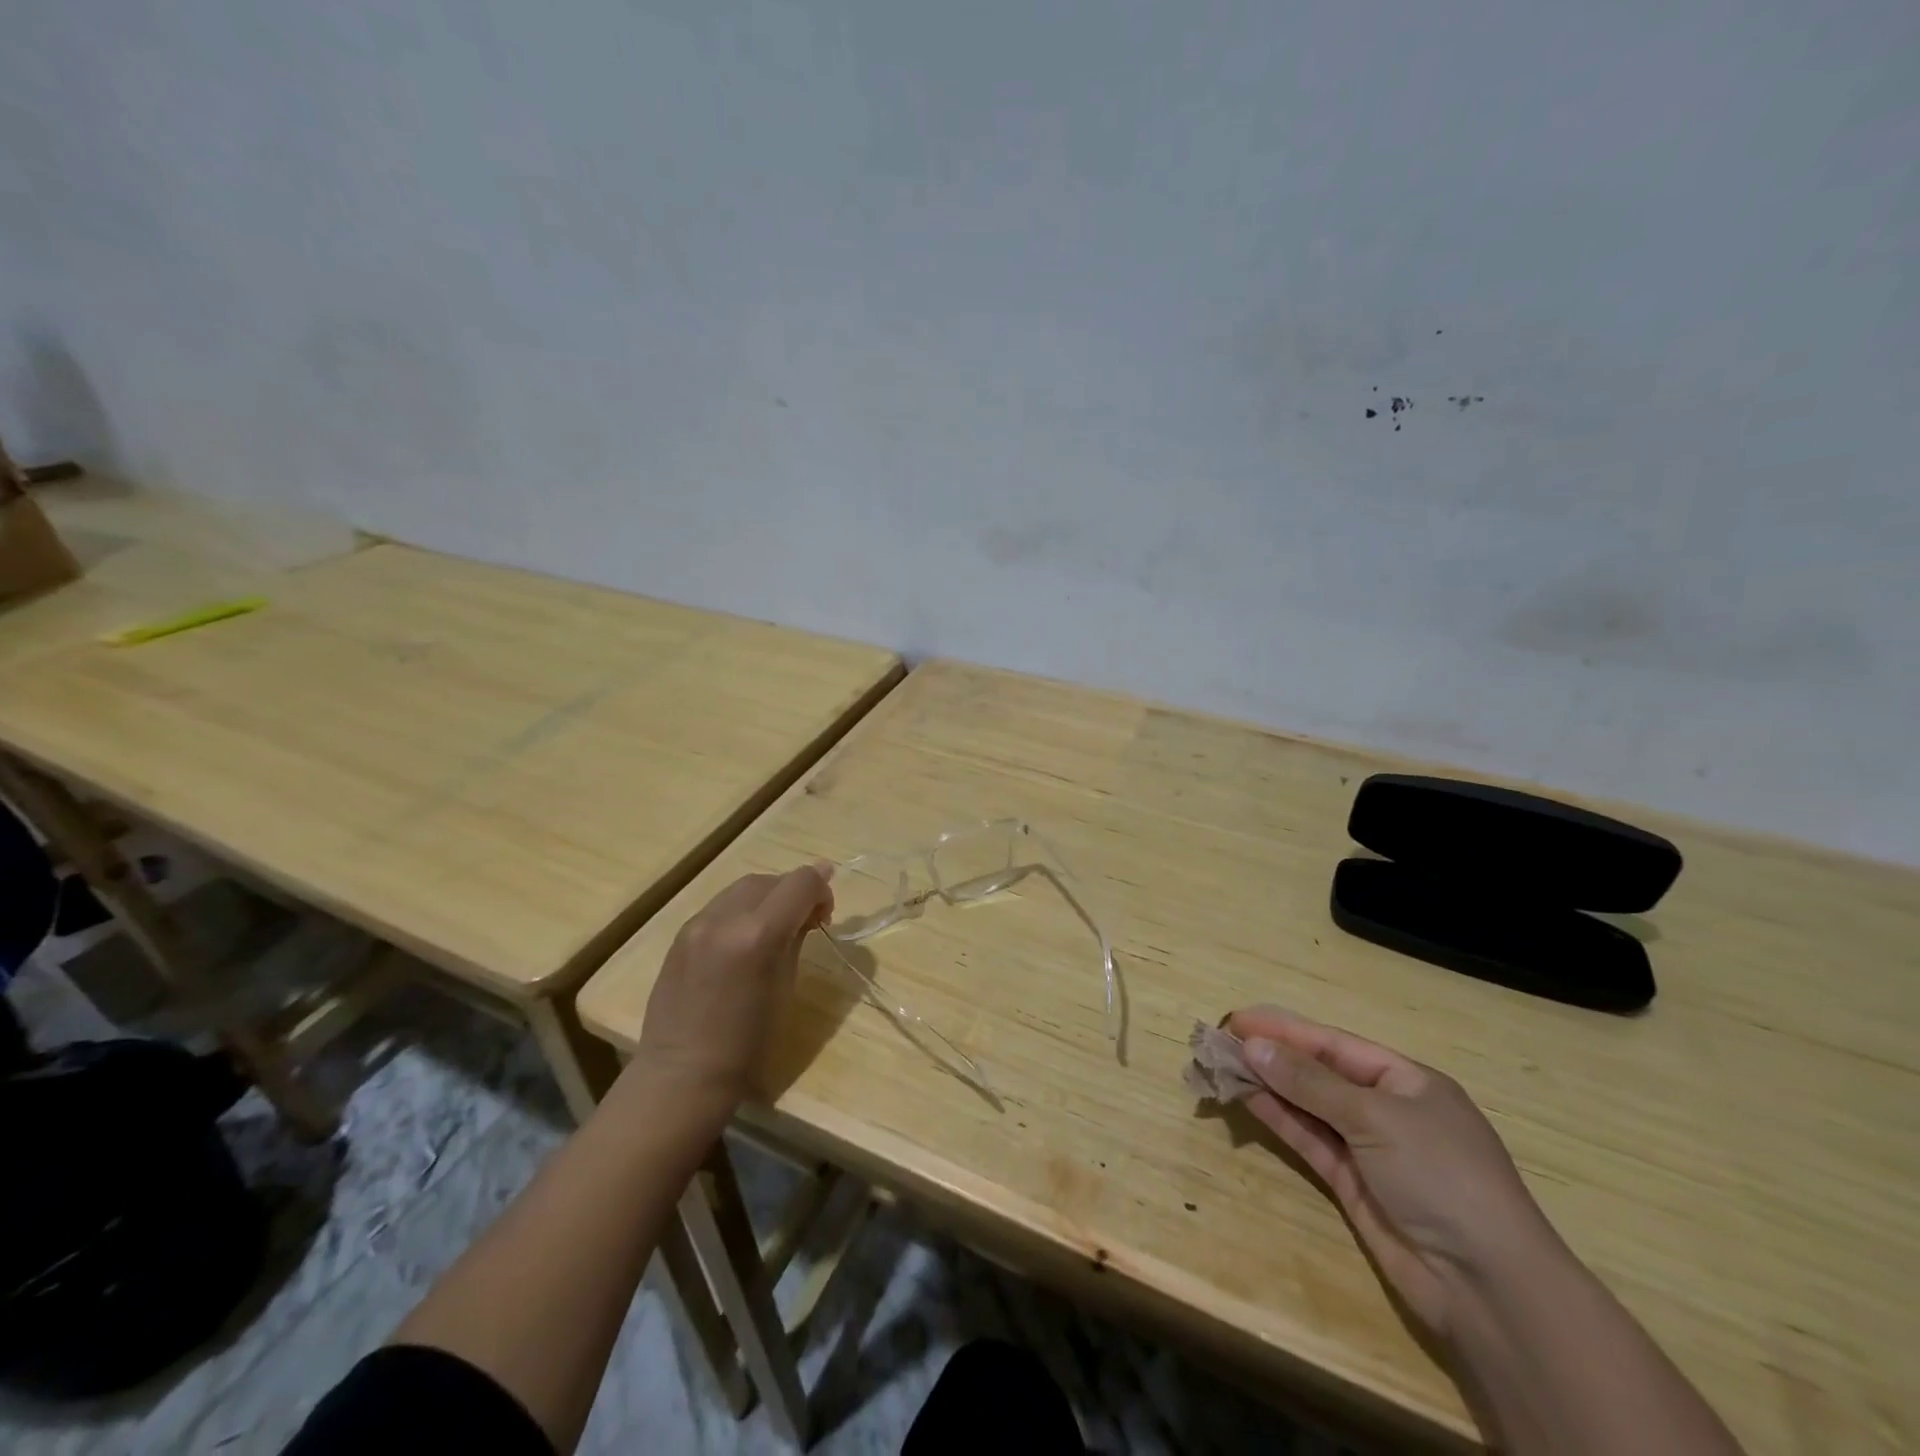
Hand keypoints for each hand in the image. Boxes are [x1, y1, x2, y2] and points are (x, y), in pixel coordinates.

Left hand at [638, 865, 833, 1109]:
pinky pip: (721, 906)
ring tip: (775, 929)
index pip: (801, 883)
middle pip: (772, 880)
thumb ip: (797, 937)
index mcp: (758, 935)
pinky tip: (744, 940)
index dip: (821, 888)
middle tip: (806, 922)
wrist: (683, 1074)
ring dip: (768, 898)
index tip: (826, 914)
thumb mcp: (786, 985)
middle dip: (795, 892)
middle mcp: (725, 918)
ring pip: (744, 887)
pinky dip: (742, 911)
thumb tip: (811, 909)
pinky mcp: (680, 934)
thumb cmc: (747, 1043)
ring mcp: (698, 923)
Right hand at [1227, 1004, 1564, 1339]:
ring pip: (1308, 1105)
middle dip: (1272, 1055)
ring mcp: (1370, 1148)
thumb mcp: (1375, 1117)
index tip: (1238, 1019)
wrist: (1487, 1286)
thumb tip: (1252, 1045)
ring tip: (1222, 1065)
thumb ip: (1310, 1081)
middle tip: (1220, 1040)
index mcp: (1407, 1080)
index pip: (1334, 1043)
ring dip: (1268, 1084)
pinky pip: (1309, 1139)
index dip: (1285, 1029)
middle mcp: (1387, 1108)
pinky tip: (1247, 1098)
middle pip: (1318, 1072)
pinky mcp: (1353, 1184)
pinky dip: (1278, 1118)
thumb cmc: (1442, 1176)